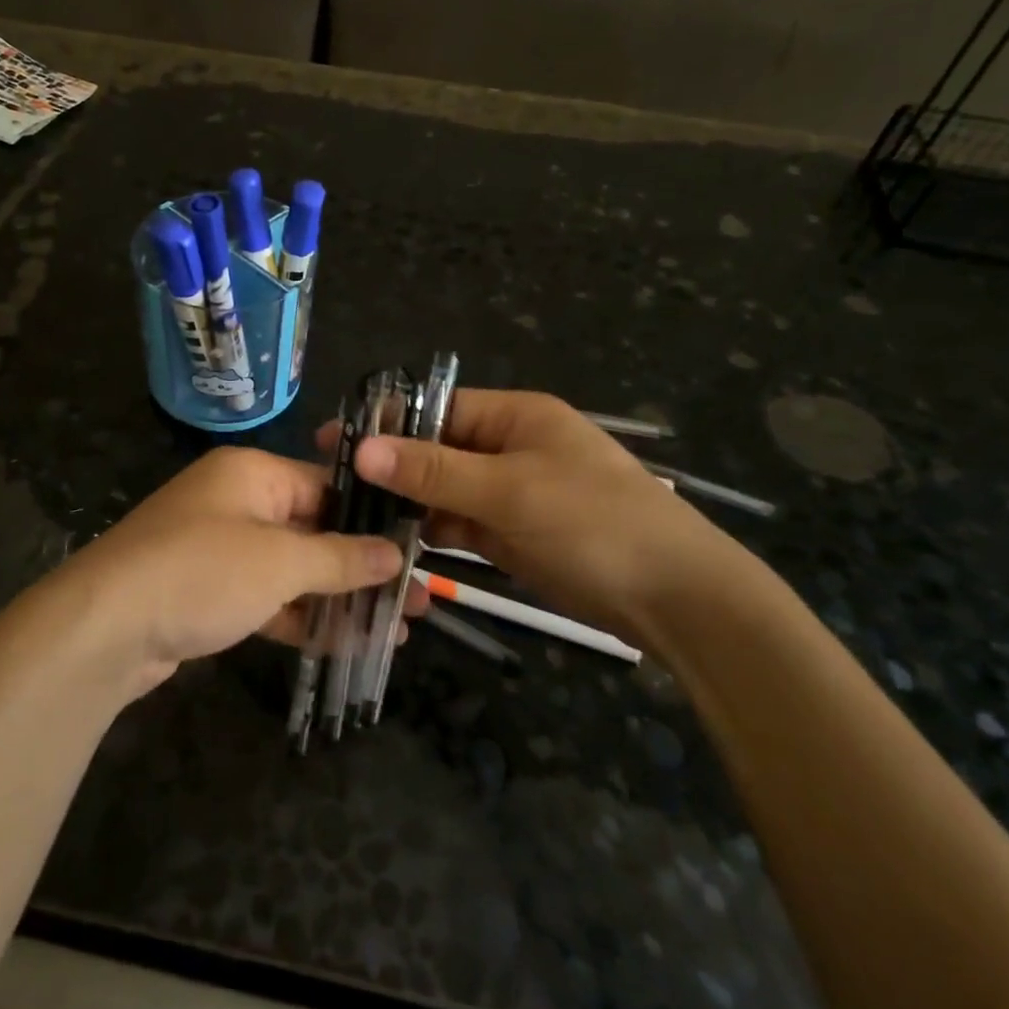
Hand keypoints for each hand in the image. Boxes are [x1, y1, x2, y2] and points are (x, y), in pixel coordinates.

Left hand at [52, 448, 405, 696]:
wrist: (102, 629)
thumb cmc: (201, 573)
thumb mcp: (279, 562)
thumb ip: (340, 558)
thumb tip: (394, 553)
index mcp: (252, 474)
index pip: (327, 486)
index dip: (373, 518)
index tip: (417, 549)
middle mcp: (236, 502)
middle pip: (313, 531)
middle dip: (363, 567)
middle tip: (416, 601)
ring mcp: (219, 549)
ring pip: (291, 570)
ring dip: (337, 599)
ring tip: (394, 630)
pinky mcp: (207, 593)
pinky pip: (265, 598)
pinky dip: (299, 618)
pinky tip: (343, 645)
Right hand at [325, 389, 740, 630]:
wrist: (676, 600)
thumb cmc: (594, 523)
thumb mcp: (510, 491)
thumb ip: (434, 470)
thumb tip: (361, 448)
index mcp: (514, 416)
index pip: (435, 409)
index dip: (386, 423)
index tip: (332, 443)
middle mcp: (508, 447)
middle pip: (435, 450)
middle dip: (390, 467)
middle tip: (331, 487)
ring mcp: (510, 493)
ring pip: (443, 491)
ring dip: (406, 503)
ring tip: (350, 517)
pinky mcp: (512, 534)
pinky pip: (459, 524)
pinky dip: (430, 532)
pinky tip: (391, 544)